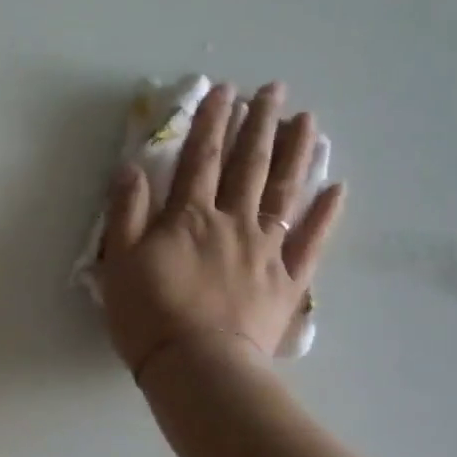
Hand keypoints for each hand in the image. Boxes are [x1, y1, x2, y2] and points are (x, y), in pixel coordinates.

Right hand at [99, 81, 344, 371]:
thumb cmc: (149, 315)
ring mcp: (266, 249)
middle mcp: (232, 222)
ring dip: (296, 153)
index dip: (211, 122)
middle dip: (259, 124)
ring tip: (307, 121)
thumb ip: (126, 212)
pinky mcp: (289, 280)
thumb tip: (131, 166)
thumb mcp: (119, 262)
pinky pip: (311, 241)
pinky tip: (337, 188)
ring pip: (283, 192)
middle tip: (274, 91)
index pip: (201, 158)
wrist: (197, 366)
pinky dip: (326, 214)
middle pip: (248, 165)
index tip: (224, 90)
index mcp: (189, 217)